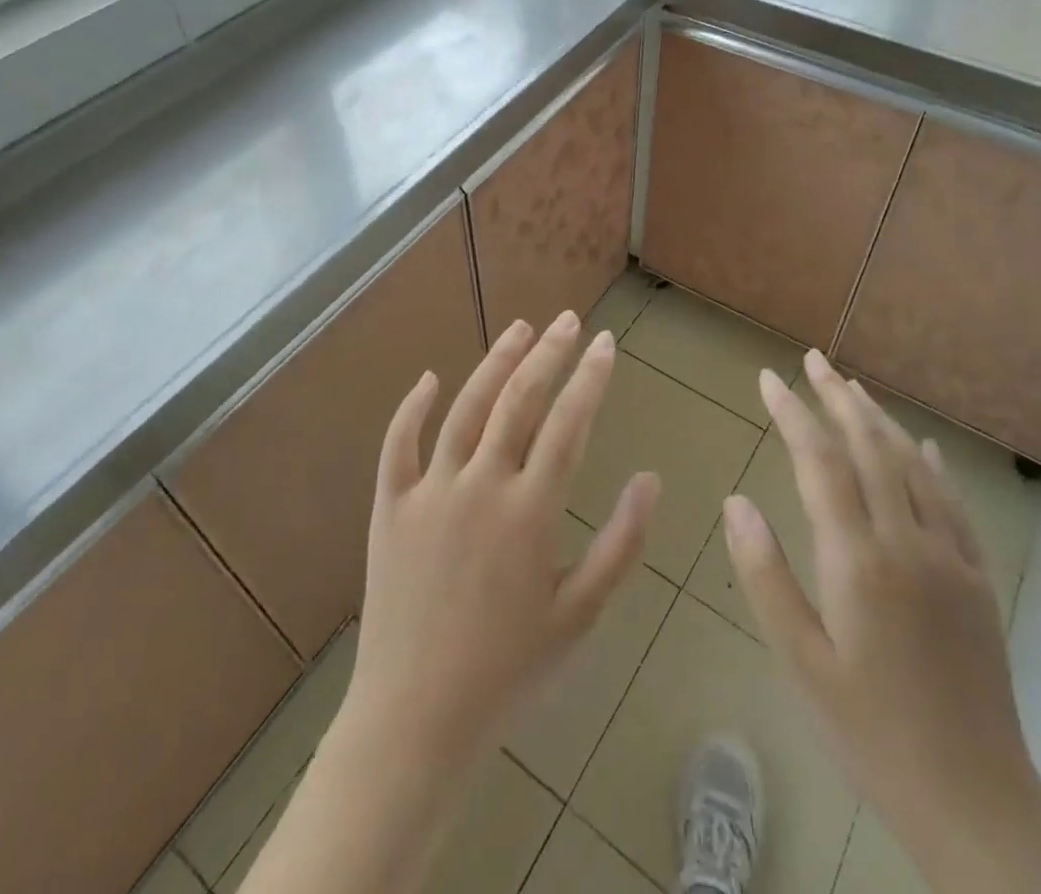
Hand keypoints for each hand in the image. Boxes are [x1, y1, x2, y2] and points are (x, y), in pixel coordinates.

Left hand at [337, 312, 660, 776]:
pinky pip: (398, 444)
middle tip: (569, 321)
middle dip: (549, 354)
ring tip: (520, 329)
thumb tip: (650, 478)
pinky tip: (430, 378)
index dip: (590, 377)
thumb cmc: (509, 671)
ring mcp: (430, 490)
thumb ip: (621, 543)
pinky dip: (413, 407)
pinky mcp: (389, 506)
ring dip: (495, 363)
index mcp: (530, 510)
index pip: (569, 423)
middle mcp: (481, 484)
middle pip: (520, 400)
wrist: (416, 719)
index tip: (605, 342)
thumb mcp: (580, 615)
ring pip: (466, 408)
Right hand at [723, 352, 1035, 859]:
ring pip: (911, 466)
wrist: (975, 799)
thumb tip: (736, 501)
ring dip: (879, 420)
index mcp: (858, 560)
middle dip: (837, 398)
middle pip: (869, 448)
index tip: (769, 378)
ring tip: (853, 387)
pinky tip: (920, 447)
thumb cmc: (869, 731)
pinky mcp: (977, 580)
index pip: (820, 463)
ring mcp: (950, 558)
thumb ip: (765, 574)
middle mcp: (907, 542)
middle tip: (814, 359)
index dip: (793, 413)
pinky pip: (952, 504)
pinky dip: (930, 465)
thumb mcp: (800, 660)